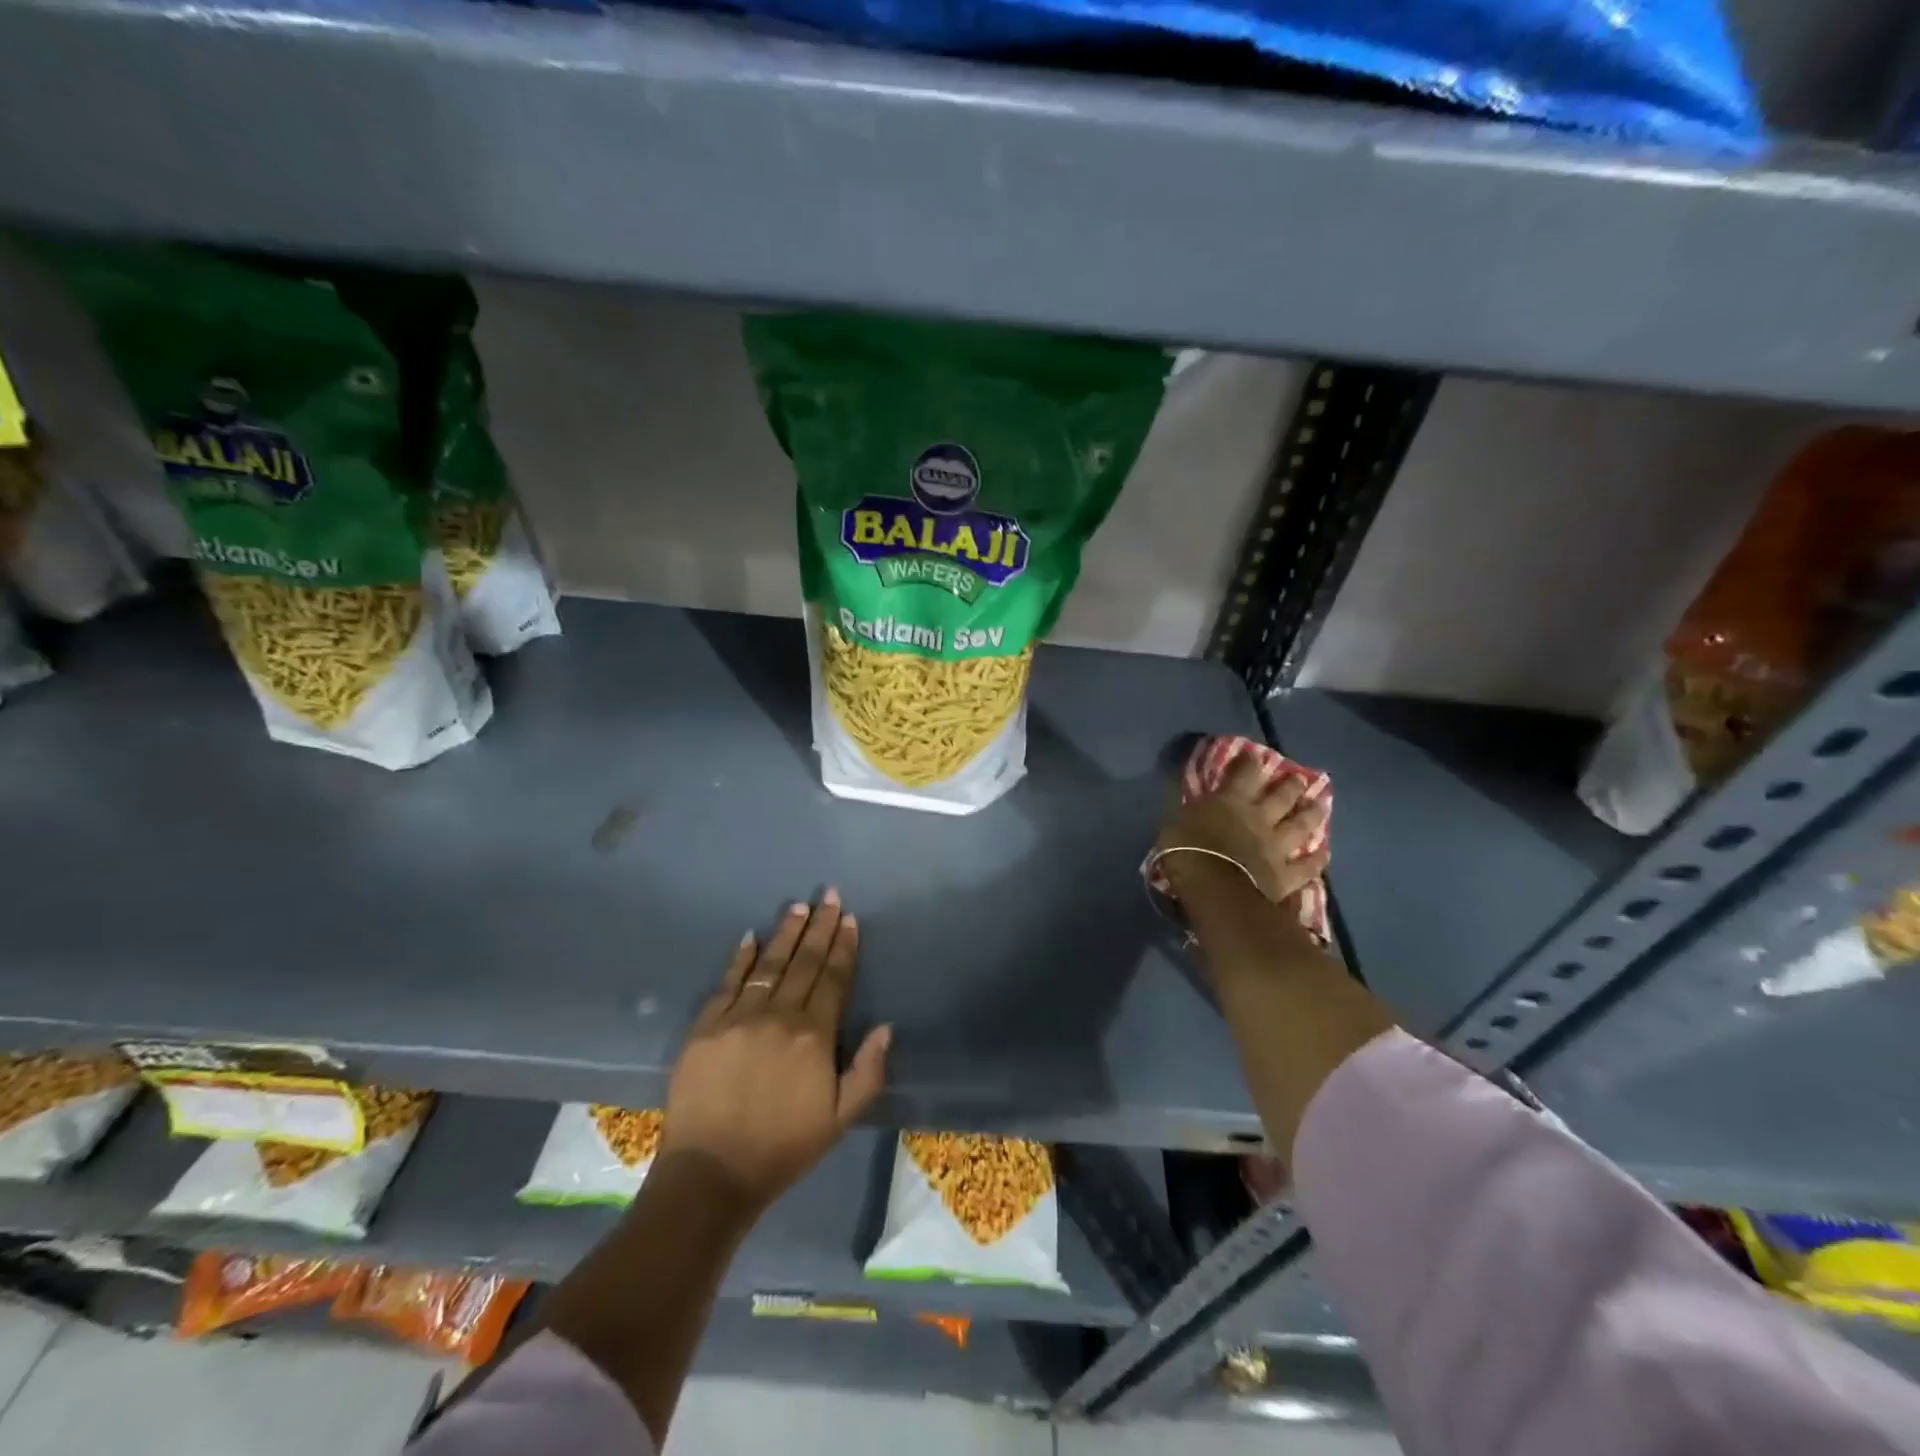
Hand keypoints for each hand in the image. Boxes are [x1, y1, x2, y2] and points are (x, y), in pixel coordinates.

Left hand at [660, 889, 890, 1219]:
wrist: (711, 1174)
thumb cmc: (783, 1148)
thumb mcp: (841, 1119)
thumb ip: (868, 1071)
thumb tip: (886, 1026)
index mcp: (814, 1036)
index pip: (833, 979)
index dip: (843, 947)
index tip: (848, 918)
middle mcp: (779, 1016)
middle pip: (804, 962)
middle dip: (819, 926)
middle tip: (828, 894)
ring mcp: (739, 1018)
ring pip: (769, 965)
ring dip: (785, 933)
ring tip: (798, 907)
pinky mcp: (705, 1027)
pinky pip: (728, 983)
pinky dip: (741, 958)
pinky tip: (750, 937)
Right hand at [1154, 755, 1328, 906]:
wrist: (1214, 890)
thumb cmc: (1186, 853)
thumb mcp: (1174, 823)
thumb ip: (1187, 809)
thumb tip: (1186, 796)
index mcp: (1231, 803)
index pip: (1243, 774)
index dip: (1250, 763)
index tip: (1255, 755)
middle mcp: (1259, 819)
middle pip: (1281, 797)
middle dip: (1291, 785)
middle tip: (1300, 778)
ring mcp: (1277, 847)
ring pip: (1300, 826)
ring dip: (1311, 814)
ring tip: (1321, 805)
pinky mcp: (1286, 875)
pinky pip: (1307, 867)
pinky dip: (1317, 860)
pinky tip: (1325, 854)